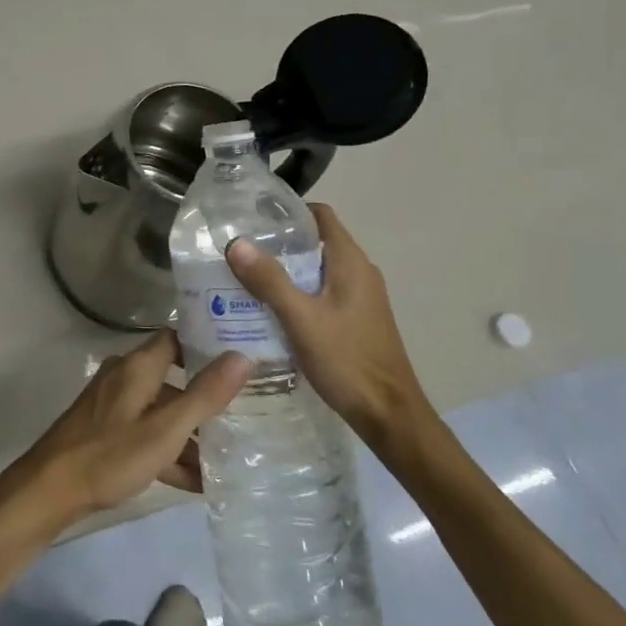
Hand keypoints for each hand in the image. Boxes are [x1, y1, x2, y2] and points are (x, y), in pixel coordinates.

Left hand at [0, 331, 250, 541]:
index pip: (177, 338)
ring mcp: (113, 406)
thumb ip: (204, 395)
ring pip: (161, 412)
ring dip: (190, 434)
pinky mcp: (106, 433)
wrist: (49, 491)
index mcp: (137, 367)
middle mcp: (125, 378)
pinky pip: (146, 435)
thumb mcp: (165, 429)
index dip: (207, 344)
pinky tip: (196, 484)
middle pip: (173, 379)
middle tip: (245, 412)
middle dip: (205, 399)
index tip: (241, 357)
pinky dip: (168, 452)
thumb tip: (242, 356)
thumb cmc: (109, 455)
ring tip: (228, 459)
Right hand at [225, 204, 437, 460]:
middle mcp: (359, 272)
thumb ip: (270, 280)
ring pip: (318, 270)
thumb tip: (236, 243)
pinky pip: (322, 293)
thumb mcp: (301, 319)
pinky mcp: (356, 320)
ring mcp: (361, 298)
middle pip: (316, 242)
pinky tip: (270, 311)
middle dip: (279, 243)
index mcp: (351, 262)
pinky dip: (297, 293)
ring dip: (286, 271)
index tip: (253, 217)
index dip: (289, 210)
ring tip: (246, 278)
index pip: (321, 215)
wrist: (389, 415)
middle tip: (240, 250)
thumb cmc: (347, 360)